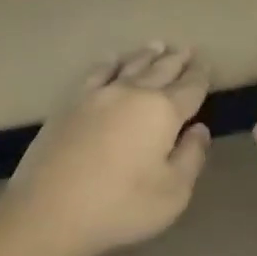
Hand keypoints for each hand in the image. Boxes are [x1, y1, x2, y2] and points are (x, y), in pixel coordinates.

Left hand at [0, 43, 211, 255]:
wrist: (50, 209)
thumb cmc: (120, 206)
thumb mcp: (173, 193)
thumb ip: (191, 157)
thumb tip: (199, 129)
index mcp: (163, 112)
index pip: (189, 87)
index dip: (200, 76)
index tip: (206, 64)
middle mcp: (133, 93)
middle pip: (161, 70)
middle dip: (177, 60)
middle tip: (187, 49)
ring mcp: (99, 94)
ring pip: (130, 66)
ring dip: (147, 55)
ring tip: (158, 45)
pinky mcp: (71, 103)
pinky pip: (96, 72)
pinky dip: (109, 62)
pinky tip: (112, 59)